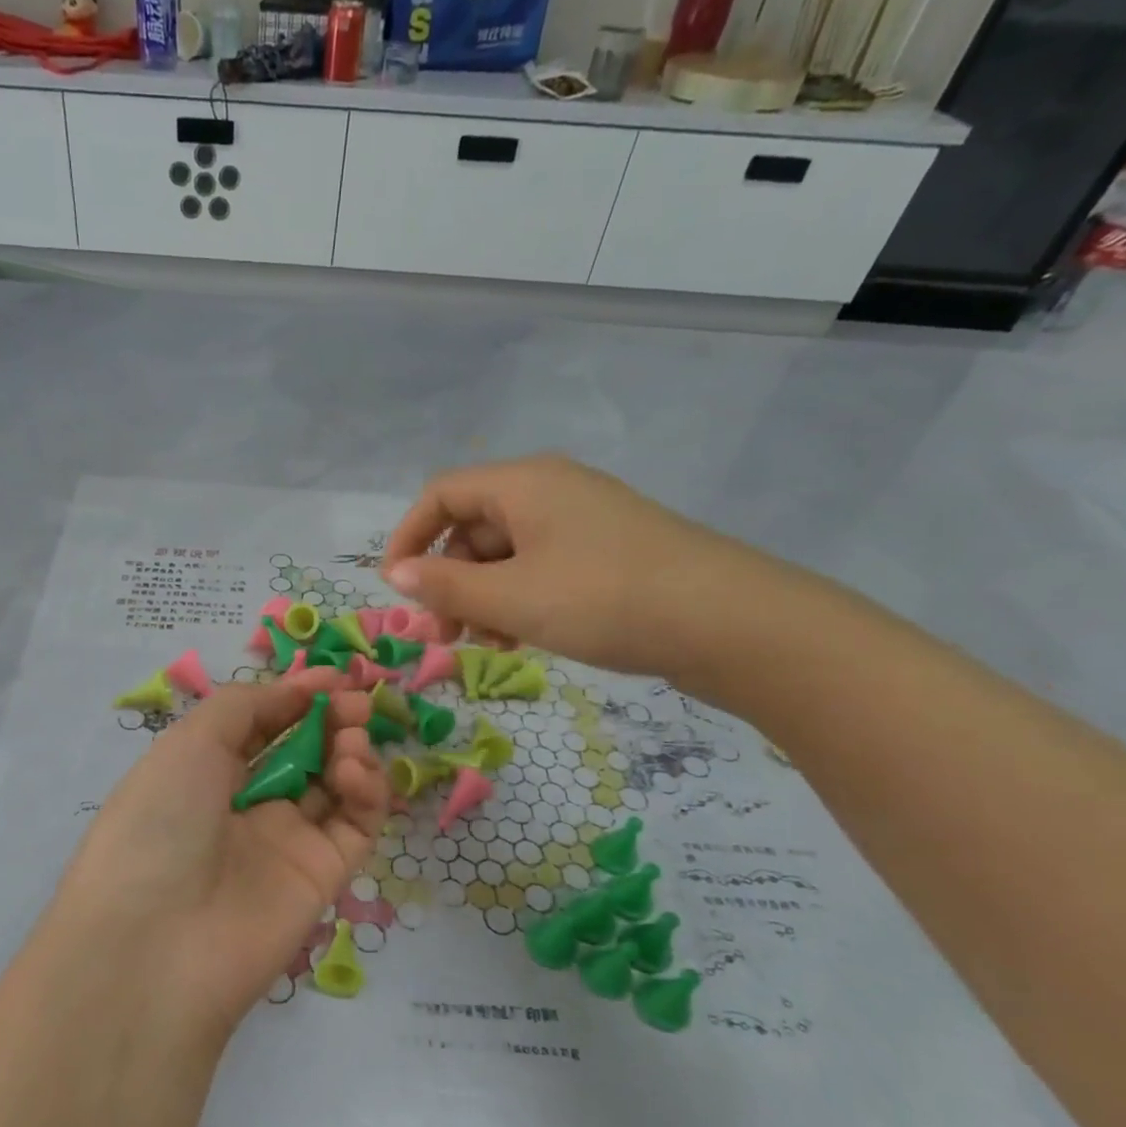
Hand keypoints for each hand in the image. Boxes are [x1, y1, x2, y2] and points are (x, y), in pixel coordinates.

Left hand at [50, 671, 386, 1037]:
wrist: (155, 943)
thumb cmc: (161, 821)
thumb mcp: (190, 743)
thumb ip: (246, 706)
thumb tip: (298, 688)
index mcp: (205, 773)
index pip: (261, 726)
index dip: (296, 698)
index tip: (333, 676)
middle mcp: (246, 806)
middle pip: (304, 753)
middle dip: (332, 720)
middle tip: (355, 703)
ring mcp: (286, 844)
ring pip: (336, 787)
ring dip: (351, 751)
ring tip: (351, 739)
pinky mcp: (322, 878)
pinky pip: (355, 826)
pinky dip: (366, 792)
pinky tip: (355, 771)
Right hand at [381, 454, 786, 679]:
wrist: (729, 622)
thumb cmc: (604, 600)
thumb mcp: (511, 598)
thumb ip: (446, 585)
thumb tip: (396, 573)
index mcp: (524, 484)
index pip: (441, 494)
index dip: (408, 538)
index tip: (396, 589)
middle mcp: (551, 490)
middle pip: (473, 525)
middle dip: (448, 578)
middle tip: (445, 632)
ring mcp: (583, 521)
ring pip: (507, 552)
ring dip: (482, 595)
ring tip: (487, 642)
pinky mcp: (607, 552)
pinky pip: (542, 566)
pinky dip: (519, 598)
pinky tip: (523, 636)